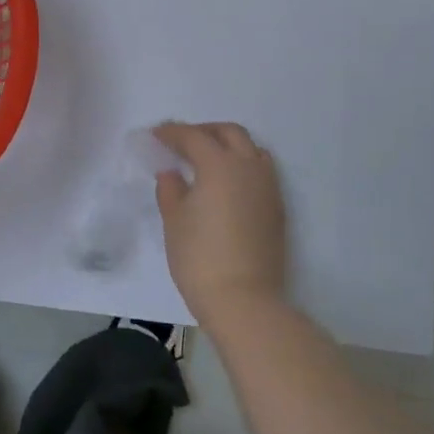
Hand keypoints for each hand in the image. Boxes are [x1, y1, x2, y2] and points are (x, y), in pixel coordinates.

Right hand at [151, 121, 287, 325]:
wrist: (245, 301)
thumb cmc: (200, 258)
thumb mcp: (174, 221)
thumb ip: (171, 189)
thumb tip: (172, 173)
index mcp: (219, 165)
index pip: (194, 137)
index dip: (172, 133)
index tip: (156, 135)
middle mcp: (249, 168)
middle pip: (230, 133)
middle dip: (205, 131)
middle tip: (183, 143)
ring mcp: (268, 188)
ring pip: (252, 149)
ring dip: (229, 145)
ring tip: (208, 160)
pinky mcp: (277, 208)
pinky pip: (261, 171)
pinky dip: (243, 166)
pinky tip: (227, 185)